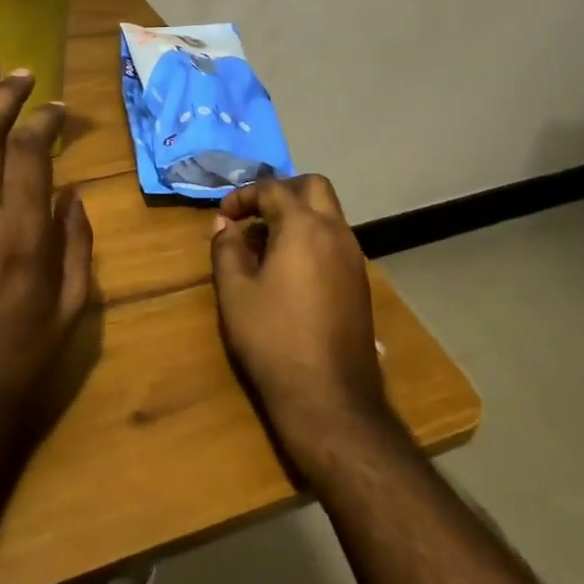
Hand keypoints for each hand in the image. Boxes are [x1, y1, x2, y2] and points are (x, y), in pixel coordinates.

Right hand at [210, 174, 388, 465]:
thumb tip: (224, 225)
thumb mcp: (235, 292)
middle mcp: (335, 232)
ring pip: (329, 213)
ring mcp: (354, 258)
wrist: (329, 397)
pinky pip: (336, 240)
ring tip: (266, 244)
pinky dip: (312, 238)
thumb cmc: (273, 338)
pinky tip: (290, 271)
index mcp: (303, 227)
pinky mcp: (360, 282)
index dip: (243, 196)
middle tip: (254, 214)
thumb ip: (227, 249)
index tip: (223, 217)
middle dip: (281, 191)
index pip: (272, 189)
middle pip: (313, 187)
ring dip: (299, 215)